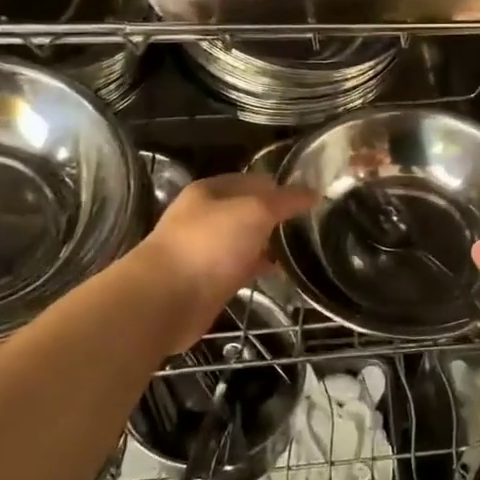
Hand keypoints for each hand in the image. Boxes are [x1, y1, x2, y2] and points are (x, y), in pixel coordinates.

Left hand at [134, 174, 317, 349]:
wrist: (166, 299)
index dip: (281, 186)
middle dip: (276, 215)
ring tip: (302, 247)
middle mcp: (205, 217)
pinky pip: (240, 268)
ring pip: (244, 240)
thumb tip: (313, 192)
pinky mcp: (208, 281)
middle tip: (311, 223)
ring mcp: (205, 250)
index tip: (311, 197)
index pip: (253, 180)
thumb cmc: (209, 244)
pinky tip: (279, 272)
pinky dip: (258, 267)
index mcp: (209, 191)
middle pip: (247, 210)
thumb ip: (285, 201)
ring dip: (268, 243)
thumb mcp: (254, 211)